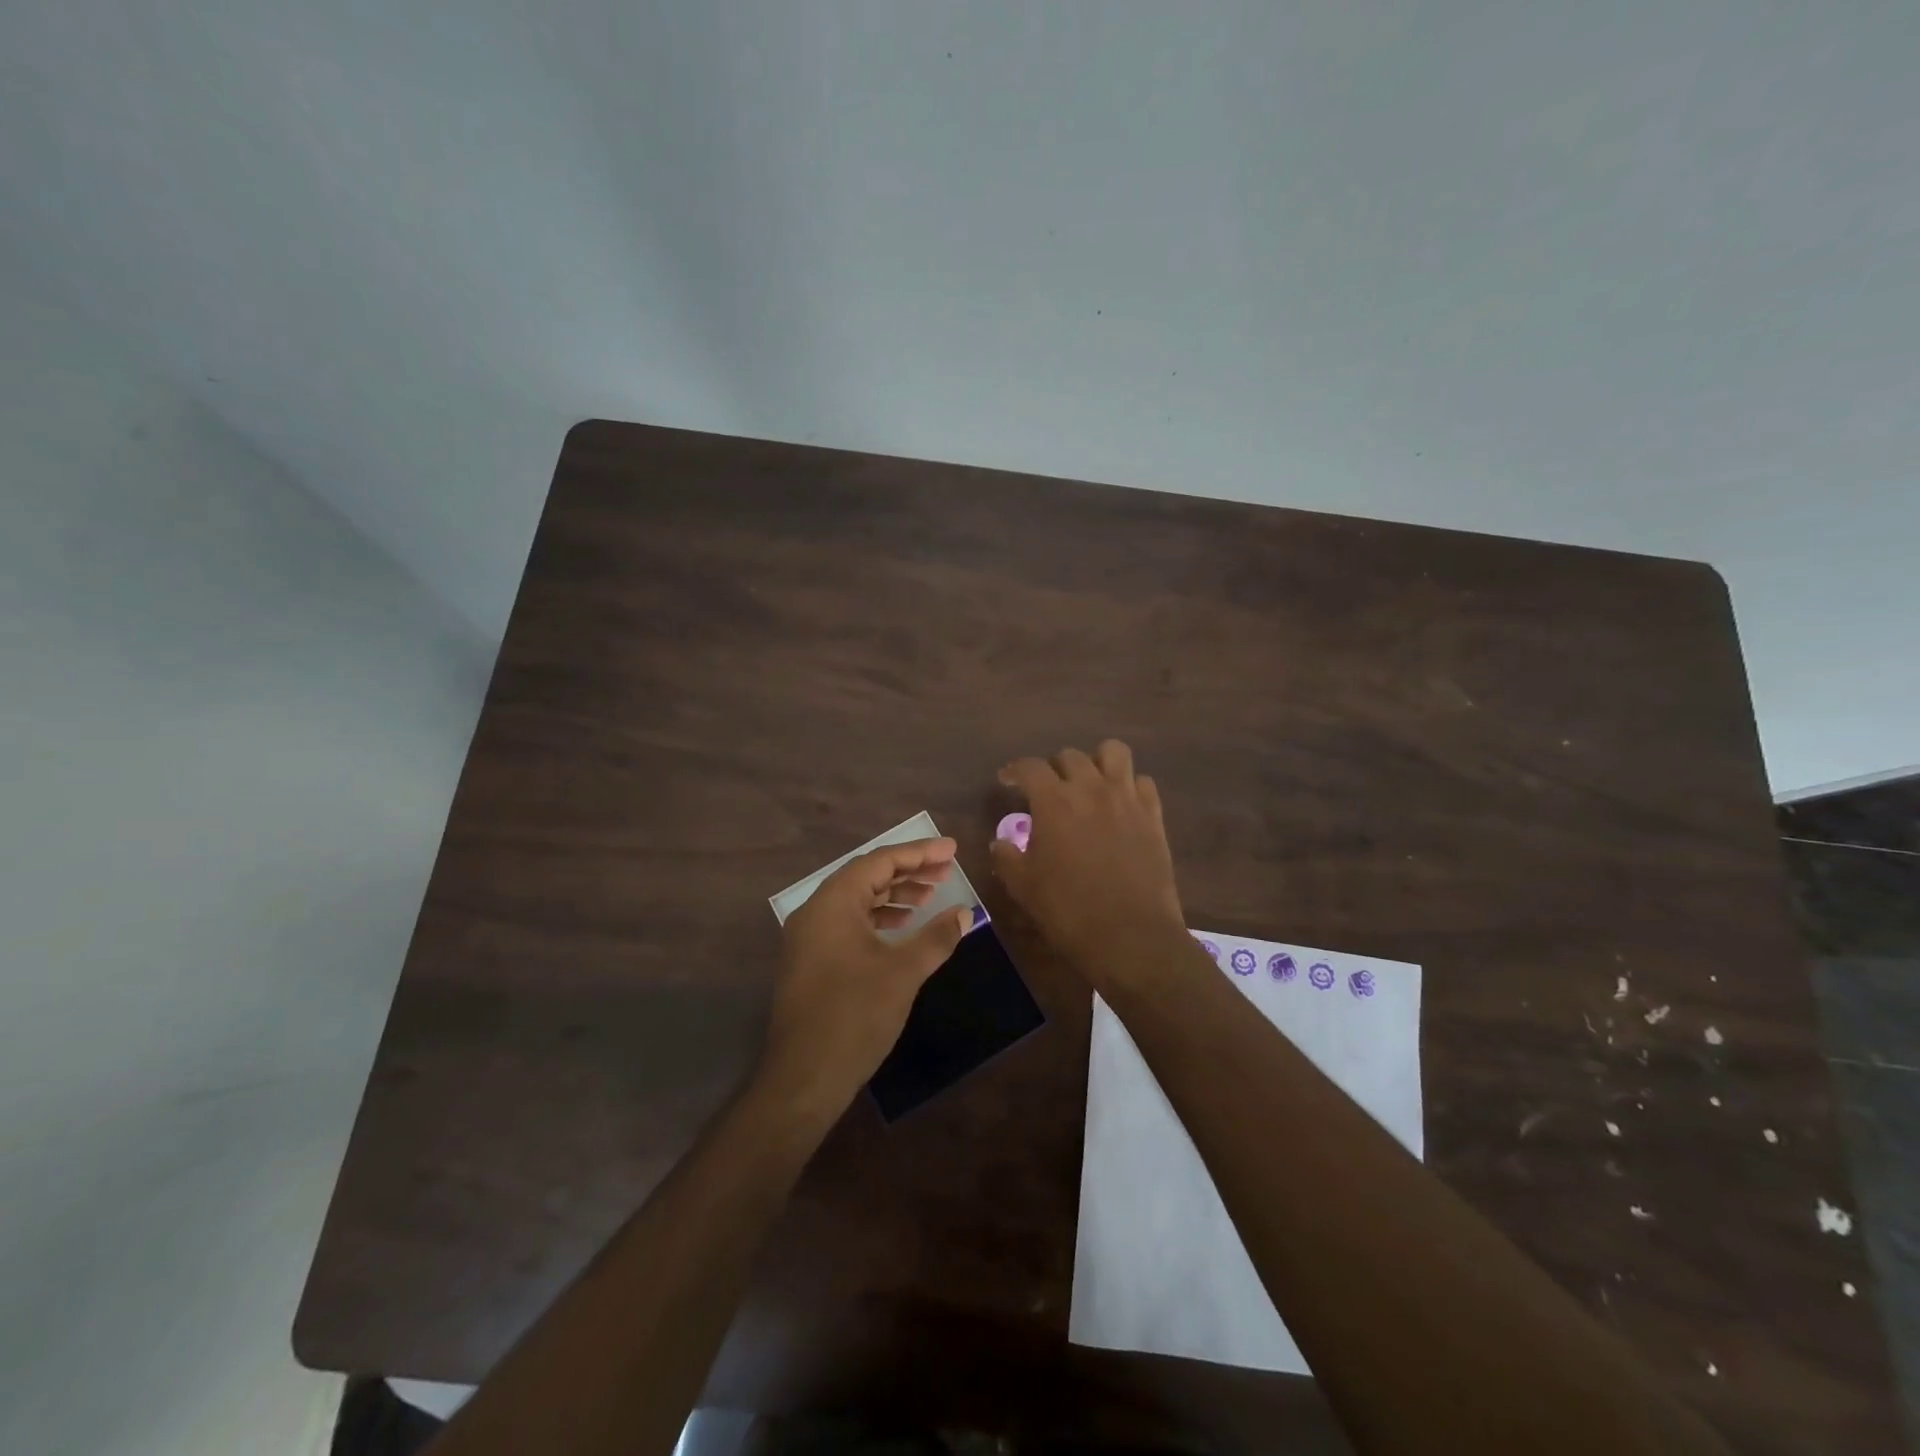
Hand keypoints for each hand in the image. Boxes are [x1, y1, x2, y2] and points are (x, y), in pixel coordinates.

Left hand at [759, 838, 971, 1116]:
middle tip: (946, 870)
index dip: (919, 853)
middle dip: (908, 872)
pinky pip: (848, 923)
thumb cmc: (854, 1015)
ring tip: (930, 897)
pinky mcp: (811, 961)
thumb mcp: (903, 972)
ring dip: (894, 896)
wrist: (804, 1077)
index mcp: (832, 902)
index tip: (952, 850)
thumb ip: (935, 938)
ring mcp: (809, 937)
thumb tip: (964, 914)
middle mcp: (815, 911)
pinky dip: (878, 919)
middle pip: (867, 877)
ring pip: (857, 901)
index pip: (880, 862)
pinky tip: (902, 928)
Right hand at [990, 741, 1187, 971]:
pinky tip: (1120, 805)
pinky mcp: (1153, 815)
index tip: (1008, 780)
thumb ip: (1007, 857)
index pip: (1030, 767)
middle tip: (1048, 790)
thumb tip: (1000, 842)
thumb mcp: (1023, 886)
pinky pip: (1143, 782)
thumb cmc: (1069, 910)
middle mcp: (1091, 788)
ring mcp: (1126, 798)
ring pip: (1113, 752)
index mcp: (1054, 801)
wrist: (1131, 936)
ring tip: (1089, 784)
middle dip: (1054, 768)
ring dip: (1096, 762)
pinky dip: (1129, 786)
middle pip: (1070, 756)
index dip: (1015, 770)